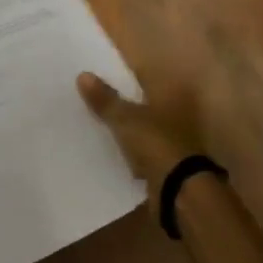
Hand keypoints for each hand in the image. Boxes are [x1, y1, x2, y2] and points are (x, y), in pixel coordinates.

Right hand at [77, 72, 203, 211]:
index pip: (140, 76)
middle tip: (89, 96)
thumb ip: (105, 100)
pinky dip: (127, 149)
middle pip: (140, 101)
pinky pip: (140, 149)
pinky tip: (107, 149)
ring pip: (140, 125)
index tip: (96, 71)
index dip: (119, 73)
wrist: (179, 191)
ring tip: (92, 122)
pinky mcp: (165, 161)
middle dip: (119, 100)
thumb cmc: (156, 144)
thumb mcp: (125, 119)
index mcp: (168, 94)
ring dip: (123, 126)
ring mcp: (171, 137)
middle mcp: (173, 112)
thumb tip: (83, 74)